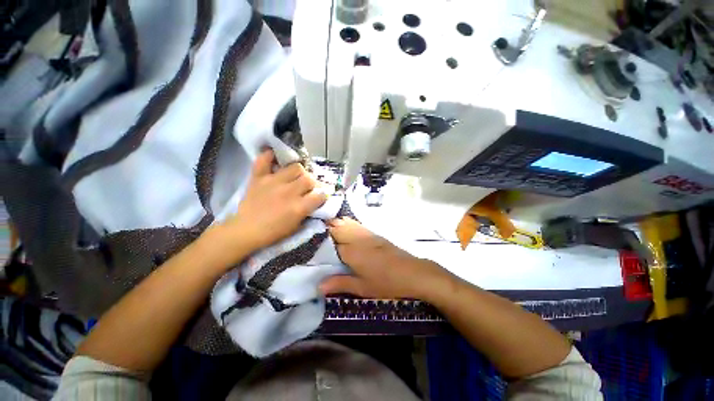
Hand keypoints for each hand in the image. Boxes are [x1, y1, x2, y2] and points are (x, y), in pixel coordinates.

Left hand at [209, 150, 326, 265]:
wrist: (246, 231)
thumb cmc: (273, 232)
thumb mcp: (296, 226)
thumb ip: (307, 211)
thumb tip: (314, 201)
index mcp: (299, 207)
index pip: (320, 195)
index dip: (322, 196)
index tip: (319, 198)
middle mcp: (289, 192)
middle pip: (309, 179)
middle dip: (312, 183)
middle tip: (307, 188)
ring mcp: (273, 182)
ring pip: (295, 167)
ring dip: (298, 172)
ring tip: (294, 177)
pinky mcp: (259, 178)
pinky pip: (264, 160)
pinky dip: (269, 156)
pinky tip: (274, 158)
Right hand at [320, 218, 449, 299]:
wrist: (412, 272)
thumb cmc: (386, 283)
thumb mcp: (362, 287)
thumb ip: (340, 283)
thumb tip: (318, 286)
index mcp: (351, 252)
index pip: (330, 241)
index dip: (318, 239)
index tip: (308, 239)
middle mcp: (357, 238)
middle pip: (337, 228)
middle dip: (325, 228)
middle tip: (314, 233)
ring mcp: (367, 234)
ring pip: (346, 223)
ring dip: (335, 224)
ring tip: (325, 227)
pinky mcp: (374, 234)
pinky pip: (356, 224)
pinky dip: (347, 223)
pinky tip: (344, 225)